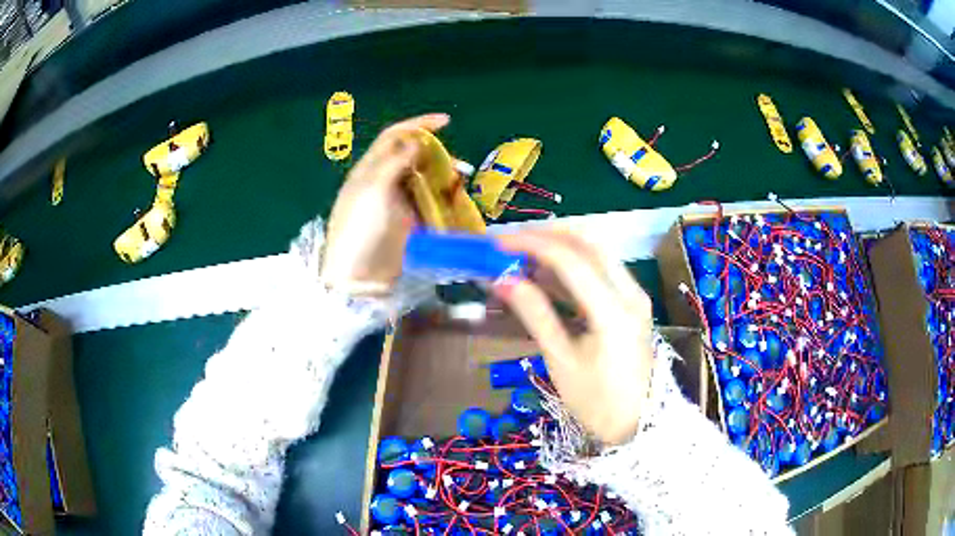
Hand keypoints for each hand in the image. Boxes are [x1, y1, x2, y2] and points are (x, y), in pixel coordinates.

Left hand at [320, 113, 449, 294]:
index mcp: (370, 170)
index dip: (418, 125)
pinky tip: (456, 199)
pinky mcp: (409, 222)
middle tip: (456, 163)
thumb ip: (395, 162)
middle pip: (412, 156)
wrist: (359, 278)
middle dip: (436, 153)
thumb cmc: (360, 230)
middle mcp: (383, 182)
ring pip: (424, 178)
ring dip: (443, 175)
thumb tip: (416, 140)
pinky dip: (444, 196)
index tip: (446, 121)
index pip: (394, 137)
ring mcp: (397, 203)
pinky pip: (430, 202)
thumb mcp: (373, 190)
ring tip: (460, 180)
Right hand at [493, 230, 655, 444]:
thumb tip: (502, 282)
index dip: (530, 245)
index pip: (570, 259)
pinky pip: (602, 271)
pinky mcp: (632, 303)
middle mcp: (630, 292)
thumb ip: (535, 315)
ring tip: (522, 258)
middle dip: (548, 234)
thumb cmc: (597, 402)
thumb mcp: (562, 361)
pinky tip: (546, 277)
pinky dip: (573, 266)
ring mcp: (634, 296)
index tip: (498, 244)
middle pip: (590, 242)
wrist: (638, 425)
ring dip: (561, 247)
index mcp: (613, 310)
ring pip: (598, 252)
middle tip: (512, 242)